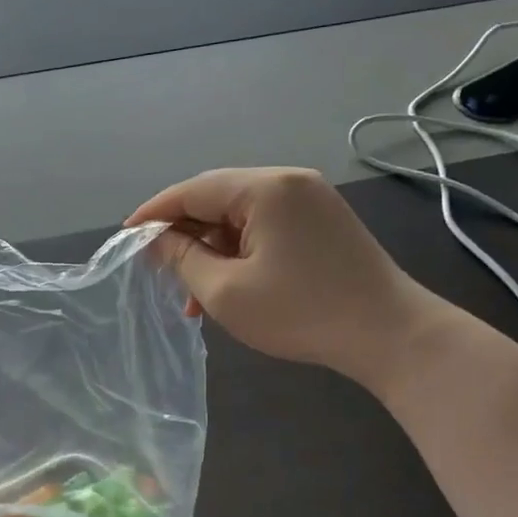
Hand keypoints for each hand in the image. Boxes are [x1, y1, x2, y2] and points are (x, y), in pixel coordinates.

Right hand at [127, 168, 436, 384]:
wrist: (391, 335)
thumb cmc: (301, 312)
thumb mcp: (226, 291)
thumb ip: (182, 258)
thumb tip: (155, 239)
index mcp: (265, 188)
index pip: (192, 190)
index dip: (154, 213)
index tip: (125, 237)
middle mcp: (288, 181)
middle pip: (217, 198)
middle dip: (183, 233)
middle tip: (157, 267)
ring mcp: (311, 200)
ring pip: (240, 215)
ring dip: (212, 248)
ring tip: (192, 292)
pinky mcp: (323, 221)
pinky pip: (266, 227)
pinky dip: (240, 251)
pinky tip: (227, 284)